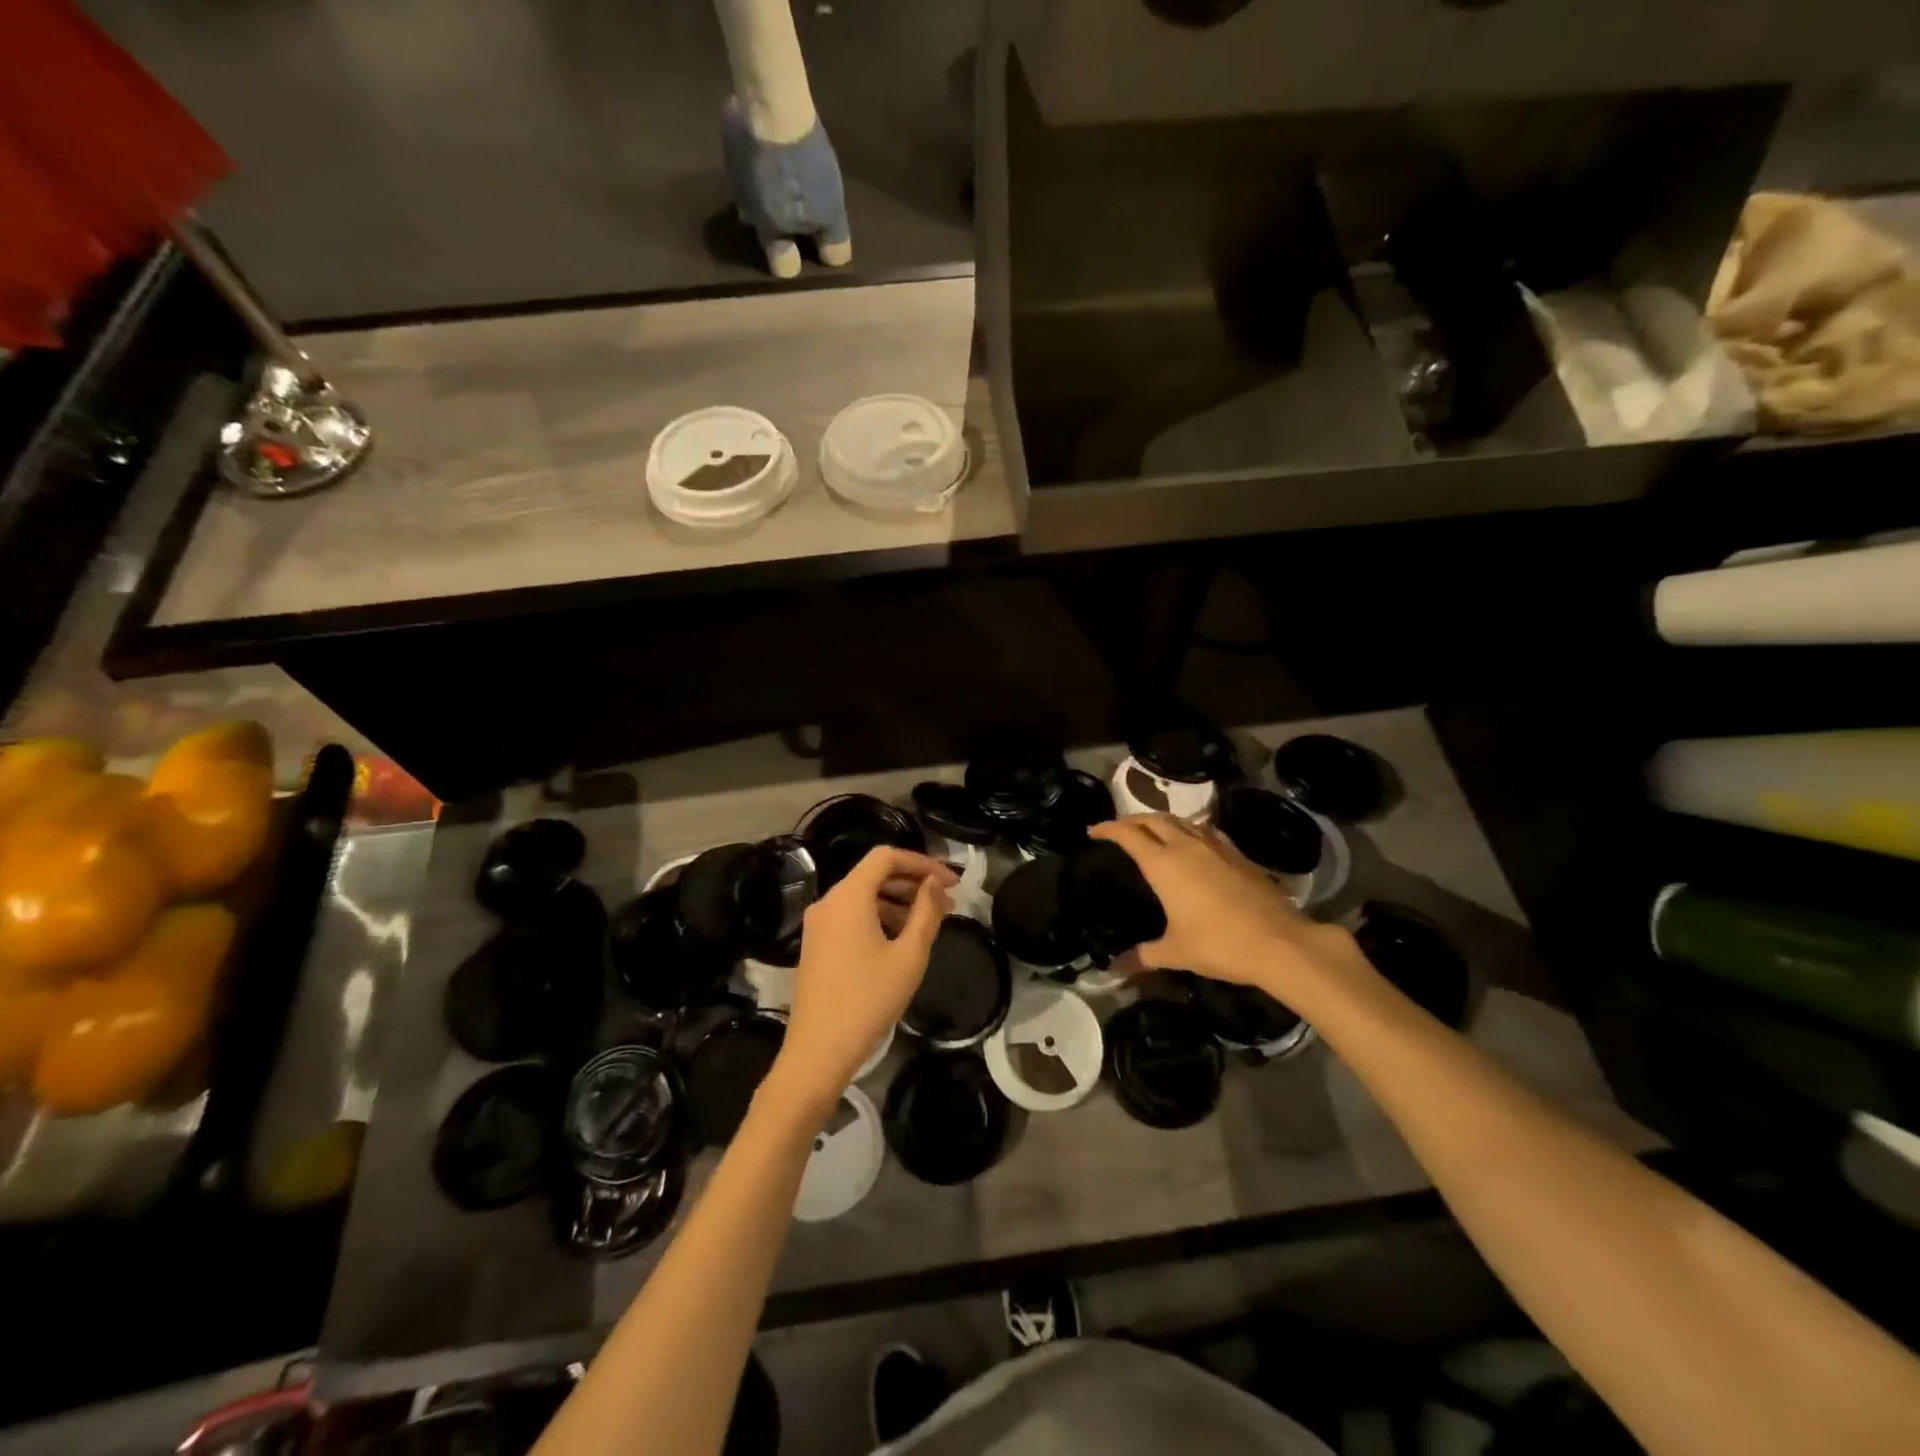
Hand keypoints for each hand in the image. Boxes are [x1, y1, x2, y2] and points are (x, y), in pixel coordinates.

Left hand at [773, 847, 955, 1107]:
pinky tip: (903, 938)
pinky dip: (879, 917)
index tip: (951, 882)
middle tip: (948, 901)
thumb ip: (926, 912)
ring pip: (863, 896)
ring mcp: (819, 924)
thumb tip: (935, 883)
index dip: (922, 862)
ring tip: (932, 921)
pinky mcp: (817, 944)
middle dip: (913, 882)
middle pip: (874, 874)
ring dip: (899, 901)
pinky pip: (852, 916)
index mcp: (848, 896)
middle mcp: (829, 901)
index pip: (886, 857)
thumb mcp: (909, 956)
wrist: (818, 1052)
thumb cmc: (868, 1000)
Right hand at [1091, 815, 1353, 998]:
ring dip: (1161, 821)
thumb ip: (1144, 956)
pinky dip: (1189, 829)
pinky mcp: (1237, 854)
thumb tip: (1115, 969)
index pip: (1128, 834)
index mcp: (1163, 864)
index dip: (1108, 828)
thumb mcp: (1176, 952)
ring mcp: (1215, 847)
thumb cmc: (1219, 944)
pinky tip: (1193, 842)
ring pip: (1181, 821)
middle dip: (1132, 820)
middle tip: (1119, 829)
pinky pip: (1205, 831)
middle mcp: (1186, 846)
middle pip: (1153, 819)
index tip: (1094, 831)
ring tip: (1152, 831)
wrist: (1279, 942)